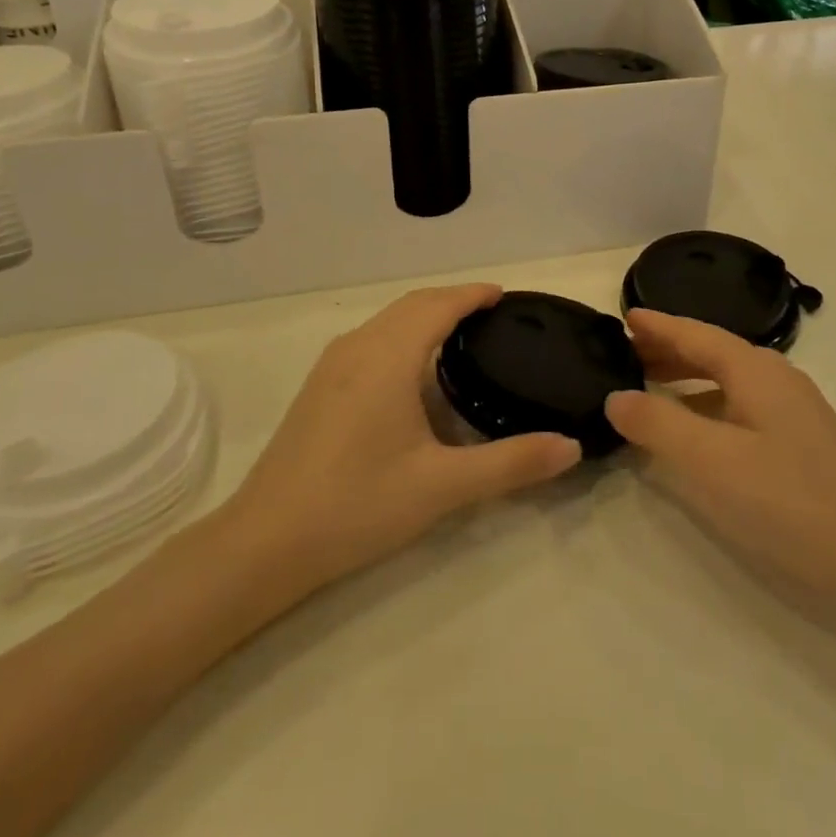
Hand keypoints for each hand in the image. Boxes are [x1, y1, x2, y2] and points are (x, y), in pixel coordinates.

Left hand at [226, 284, 581, 592]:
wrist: (265, 541)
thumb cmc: (358, 504)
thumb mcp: (443, 486)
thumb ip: (511, 463)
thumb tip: (570, 447)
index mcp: (390, 355)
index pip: (439, 304)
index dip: (474, 294)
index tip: (505, 296)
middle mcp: (359, 346)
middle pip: (413, 305)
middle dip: (453, 301)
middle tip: (492, 317)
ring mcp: (333, 365)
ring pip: (388, 321)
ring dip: (425, 317)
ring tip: (461, 338)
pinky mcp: (319, 386)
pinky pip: (371, 340)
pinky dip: (403, 336)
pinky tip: (414, 374)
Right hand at [606, 309, 835, 606]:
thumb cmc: (790, 500)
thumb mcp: (712, 461)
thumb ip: (658, 424)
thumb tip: (616, 396)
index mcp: (754, 370)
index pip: (695, 334)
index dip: (658, 325)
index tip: (624, 317)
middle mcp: (774, 378)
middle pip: (711, 352)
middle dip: (667, 349)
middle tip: (623, 353)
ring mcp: (792, 409)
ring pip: (726, 379)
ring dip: (686, 378)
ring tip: (648, 386)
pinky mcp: (799, 440)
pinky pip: (739, 405)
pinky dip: (706, 404)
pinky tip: (693, 431)